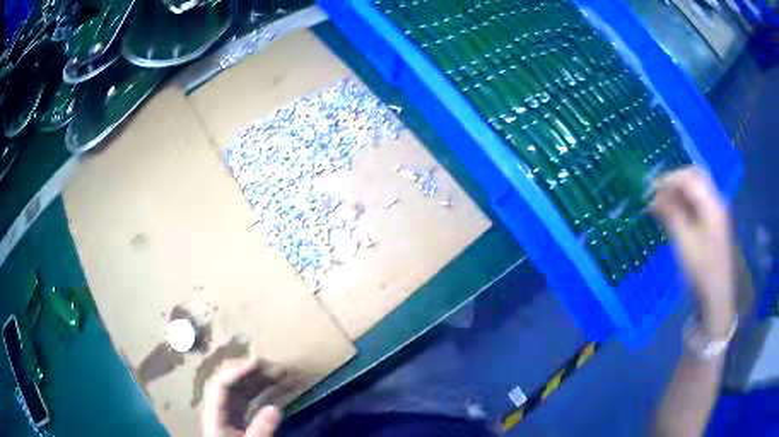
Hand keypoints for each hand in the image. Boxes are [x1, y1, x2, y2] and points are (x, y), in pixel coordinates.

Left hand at [202, 359, 281, 436]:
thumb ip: (260, 430)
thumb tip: (275, 408)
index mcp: (215, 415)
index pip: (222, 386)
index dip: (237, 372)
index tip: (258, 363)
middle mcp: (219, 409)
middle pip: (230, 383)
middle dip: (251, 372)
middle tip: (274, 366)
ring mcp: (228, 413)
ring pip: (240, 390)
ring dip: (258, 379)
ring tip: (279, 373)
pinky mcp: (237, 418)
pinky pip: (248, 399)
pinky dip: (261, 391)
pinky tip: (274, 388)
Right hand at [651, 166, 734, 337]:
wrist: (717, 296)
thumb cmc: (701, 270)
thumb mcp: (684, 242)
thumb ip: (670, 214)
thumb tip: (653, 196)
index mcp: (711, 204)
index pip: (688, 177)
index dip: (668, 179)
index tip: (650, 190)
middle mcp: (716, 201)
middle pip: (695, 176)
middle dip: (675, 181)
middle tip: (658, 193)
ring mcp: (718, 212)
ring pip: (698, 188)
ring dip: (680, 192)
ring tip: (664, 205)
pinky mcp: (716, 223)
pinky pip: (700, 202)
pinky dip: (686, 202)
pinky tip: (676, 215)